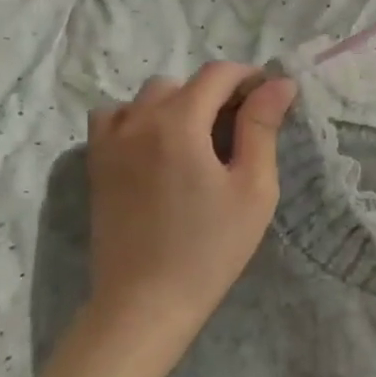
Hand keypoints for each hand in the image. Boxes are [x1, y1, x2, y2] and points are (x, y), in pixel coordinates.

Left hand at [82, 62, 297, 366]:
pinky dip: (138, 118)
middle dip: (216, 93)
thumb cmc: (211, 247)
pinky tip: (158, 147)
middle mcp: (137, 121)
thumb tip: (280, 83)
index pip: (217, 74)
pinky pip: (114, 118)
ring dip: (178, 104)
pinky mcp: (96, 165)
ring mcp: (109, 142)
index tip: (272, 96)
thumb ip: (262, 128)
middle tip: (242, 128)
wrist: (146, 301)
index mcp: (178, 123)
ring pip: (147, 98)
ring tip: (199, 139)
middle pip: (183, 83)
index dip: (249, 77)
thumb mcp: (253, 187)